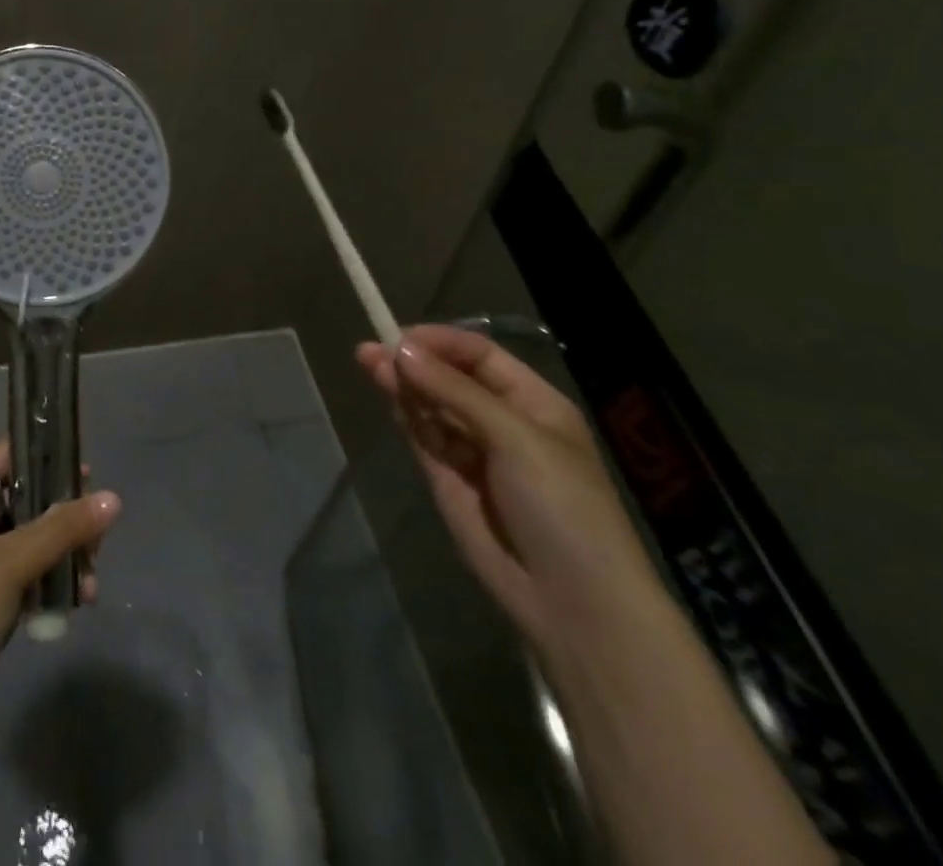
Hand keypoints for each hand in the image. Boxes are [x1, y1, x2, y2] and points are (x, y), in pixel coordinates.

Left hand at [0, 440, 121, 719]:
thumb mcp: (11, 563)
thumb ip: (62, 529)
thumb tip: (114, 499)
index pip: (4, 458)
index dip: (42, 455)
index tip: (84, 468)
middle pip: (23, 500)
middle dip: (62, 514)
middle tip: (97, 530)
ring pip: (29, 539)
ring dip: (62, 551)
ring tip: (91, 573)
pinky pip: (27, 573)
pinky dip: (51, 579)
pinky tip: (79, 598)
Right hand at [356, 324, 662, 652]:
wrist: (573, 604)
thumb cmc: (561, 506)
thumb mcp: (515, 438)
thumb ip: (455, 392)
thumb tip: (401, 350)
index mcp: (534, 404)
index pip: (480, 356)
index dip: (441, 343)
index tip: (401, 338)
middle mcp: (502, 422)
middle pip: (450, 378)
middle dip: (414, 362)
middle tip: (368, 351)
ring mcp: (474, 452)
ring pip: (432, 406)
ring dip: (403, 385)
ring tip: (368, 363)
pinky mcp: (449, 481)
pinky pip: (424, 438)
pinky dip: (406, 416)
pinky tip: (389, 396)